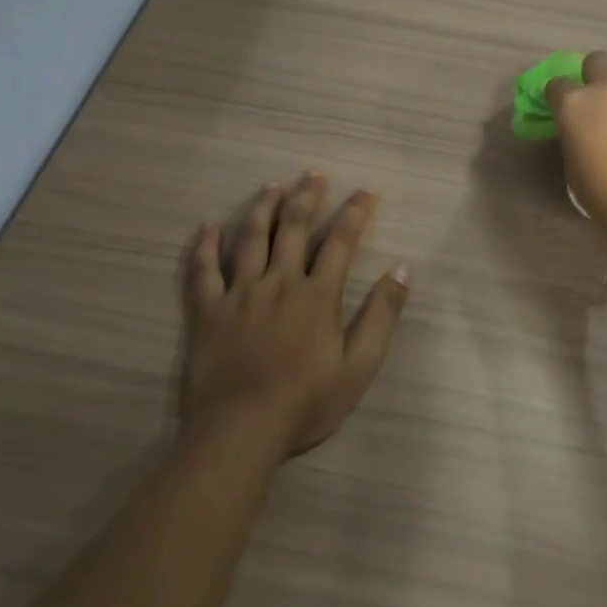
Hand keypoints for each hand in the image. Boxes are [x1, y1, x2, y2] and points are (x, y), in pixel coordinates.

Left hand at [181, 173, 409, 456]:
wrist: (241, 432)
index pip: (340, 241)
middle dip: (307, 197)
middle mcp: (279, 282)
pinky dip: (205, 245)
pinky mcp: (208, 312)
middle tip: (314, 174)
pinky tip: (208, 226)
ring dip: (263, 208)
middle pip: (293, 228)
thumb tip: (403, 268)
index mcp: (317, 294)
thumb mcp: (360, 365)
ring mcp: (239, 294)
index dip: (355, 212)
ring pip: (250, 238)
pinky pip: (203, 271)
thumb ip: (382, 314)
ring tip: (272, 186)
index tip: (366, 191)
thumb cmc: (306, 402)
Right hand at [545, 34, 606, 246]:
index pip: (557, 84)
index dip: (560, 97)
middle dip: (595, 75)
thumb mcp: (574, 169)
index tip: (567, 111)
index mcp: (574, 105)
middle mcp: (606, 86)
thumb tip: (581, 130)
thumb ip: (575, 137)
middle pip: (595, 59)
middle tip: (603, 97)